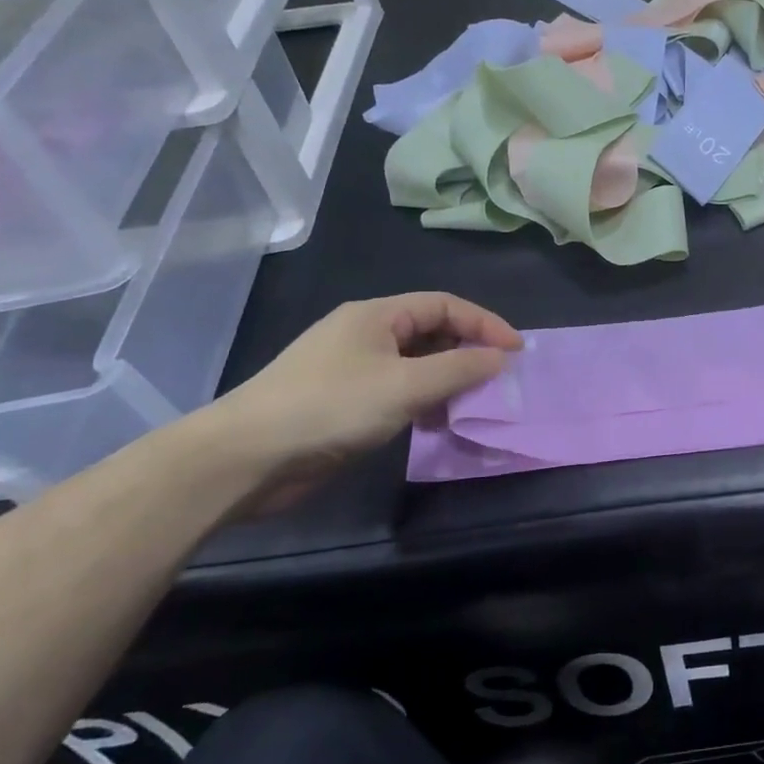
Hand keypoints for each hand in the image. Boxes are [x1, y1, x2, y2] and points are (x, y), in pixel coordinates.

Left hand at [198, 292, 522, 506]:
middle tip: (499, 378)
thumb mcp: (406, 385)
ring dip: (448, 380)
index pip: (444, 305)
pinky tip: (437, 423)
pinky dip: (425, 401)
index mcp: (376, 315)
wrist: (247, 457)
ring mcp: (353, 368)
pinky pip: (399, 390)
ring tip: (473, 404)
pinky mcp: (344, 401)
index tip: (517, 351)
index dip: (485, 323)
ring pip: (417, 364)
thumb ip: (459, 368)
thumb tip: (500, 358)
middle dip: (468, 351)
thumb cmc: (331, 407)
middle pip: (431, 332)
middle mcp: (365, 334)